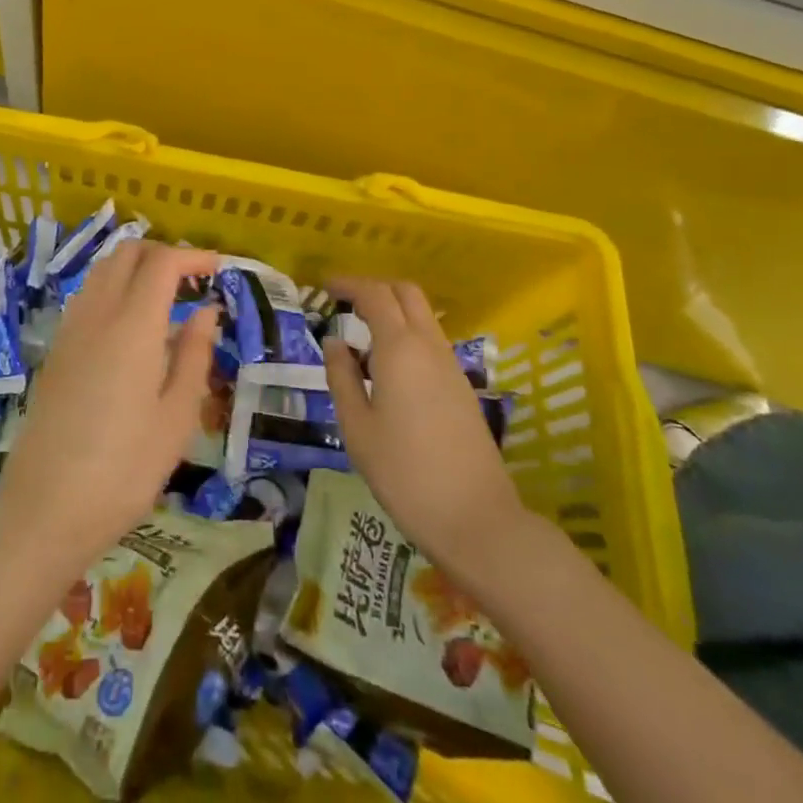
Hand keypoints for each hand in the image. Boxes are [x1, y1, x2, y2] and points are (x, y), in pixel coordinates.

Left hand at [0, 240, 218, 567]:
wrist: (44, 509)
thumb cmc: (124, 470)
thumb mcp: (176, 418)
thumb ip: (194, 355)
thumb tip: (206, 311)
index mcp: (132, 325)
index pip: (162, 262)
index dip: (192, 256)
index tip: (218, 268)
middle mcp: (97, 313)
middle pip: (127, 253)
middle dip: (162, 253)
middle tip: (192, 279)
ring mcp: (70, 329)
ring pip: (103, 270)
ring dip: (135, 268)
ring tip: (165, 298)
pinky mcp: (56, 349)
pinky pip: (88, 296)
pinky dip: (113, 288)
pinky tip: (130, 326)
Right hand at [323, 277, 526, 570]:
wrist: (476, 519)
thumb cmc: (405, 473)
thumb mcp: (357, 428)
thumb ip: (342, 378)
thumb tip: (334, 343)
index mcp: (400, 349)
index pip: (374, 295)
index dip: (349, 284)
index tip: (325, 286)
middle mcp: (429, 346)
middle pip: (405, 293)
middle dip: (375, 288)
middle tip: (345, 302)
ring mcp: (451, 366)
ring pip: (422, 316)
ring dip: (393, 311)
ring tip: (362, 335)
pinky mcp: (462, 387)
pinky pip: (431, 341)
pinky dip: (407, 334)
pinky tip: (388, 367)